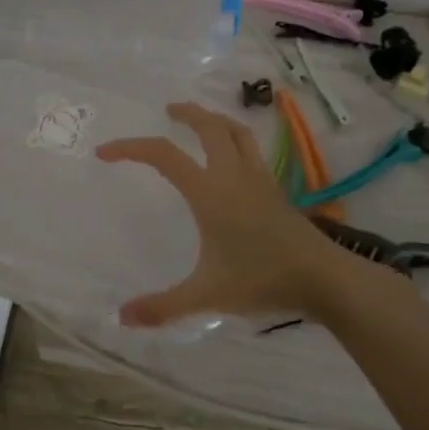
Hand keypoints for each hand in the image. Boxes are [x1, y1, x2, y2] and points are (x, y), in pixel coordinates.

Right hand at [96, 103, 353, 326]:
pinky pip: (251, 149)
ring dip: (215, 120)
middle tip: (167, 112)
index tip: (105, 152)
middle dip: (185, 114)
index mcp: (210, 192)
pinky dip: (235, 139)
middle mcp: (233, 175)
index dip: (131, 148)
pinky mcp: (276, 189)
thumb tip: (121, 318)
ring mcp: (259, 178)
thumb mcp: (206, 295)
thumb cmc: (261, 280)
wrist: (322, 278)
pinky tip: (231, 159)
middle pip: (208, 126)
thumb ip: (163, 306)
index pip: (164, 155)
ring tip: (200, 122)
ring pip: (236, 132)